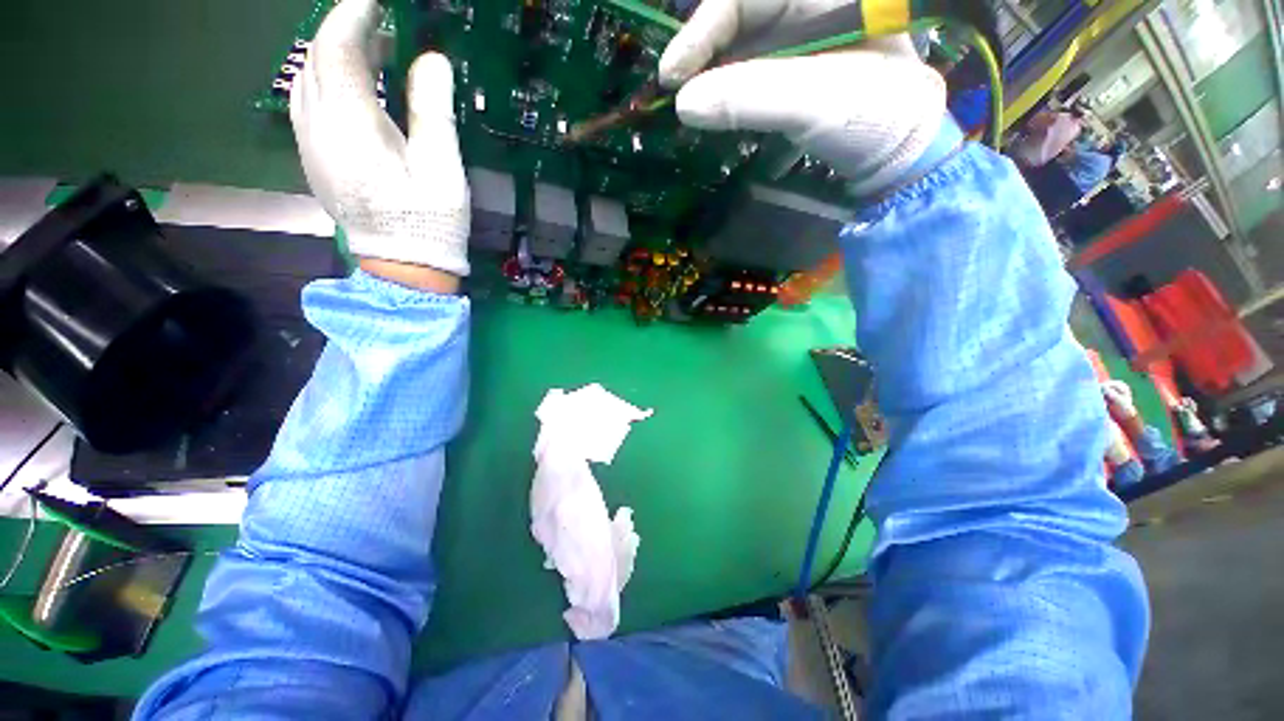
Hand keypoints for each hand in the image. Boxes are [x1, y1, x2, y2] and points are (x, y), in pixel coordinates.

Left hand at [291, 0, 469, 288]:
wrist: (403, 267)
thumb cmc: (430, 221)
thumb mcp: (442, 169)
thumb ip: (433, 111)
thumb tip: (432, 60)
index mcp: (352, 128)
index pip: (337, 49)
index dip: (356, 15)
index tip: (379, 2)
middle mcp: (318, 128)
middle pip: (317, 59)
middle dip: (345, 31)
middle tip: (383, 24)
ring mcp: (310, 144)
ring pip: (308, 78)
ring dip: (336, 56)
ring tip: (373, 52)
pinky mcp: (315, 158)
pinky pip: (309, 102)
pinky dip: (329, 82)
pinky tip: (357, 88)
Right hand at [658, 0, 953, 195]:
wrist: (895, 152)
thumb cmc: (872, 116)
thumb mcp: (813, 102)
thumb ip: (749, 97)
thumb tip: (684, 103)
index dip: (702, 27)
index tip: (673, 73)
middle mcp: (803, 7)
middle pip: (735, 17)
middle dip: (701, 52)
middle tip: (675, 91)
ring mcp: (793, 40)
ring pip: (736, 47)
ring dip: (708, 75)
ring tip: (688, 105)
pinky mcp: (787, 72)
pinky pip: (744, 72)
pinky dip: (724, 91)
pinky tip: (712, 110)